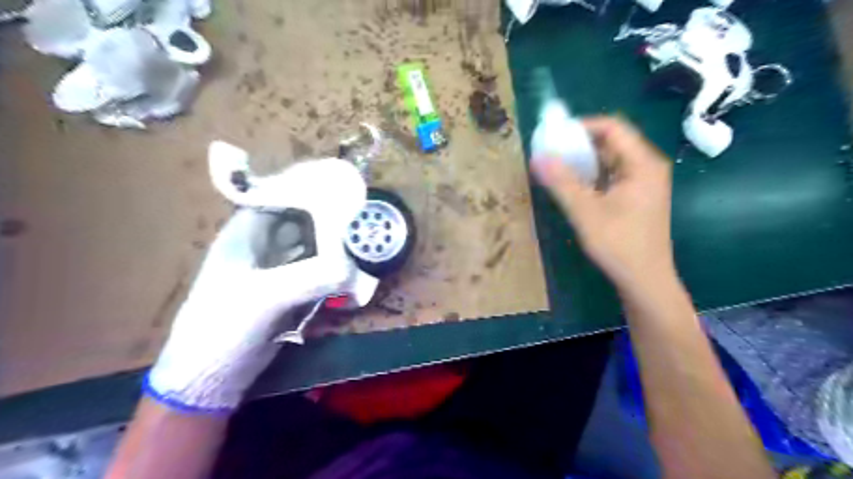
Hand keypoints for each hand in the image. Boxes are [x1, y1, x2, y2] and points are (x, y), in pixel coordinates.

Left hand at [144, 159, 363, 413]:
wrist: (210, 378)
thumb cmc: (222, 328)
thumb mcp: (264, 298)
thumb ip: (309, 278)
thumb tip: (353, 268)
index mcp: (244, 235)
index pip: (278, 198)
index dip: (306, 189)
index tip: (338, 186)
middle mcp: (260, 246)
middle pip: (299, 220)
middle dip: (326, 216)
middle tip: (358, 213)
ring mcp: (275, 269)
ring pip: (309, 245)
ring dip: (332, 242)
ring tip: (360, 236)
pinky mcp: (287, 290)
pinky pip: (313, 269)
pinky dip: (331, 266)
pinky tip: (350, 266)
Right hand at [531, 116, 676, 290]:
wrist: (645, 281)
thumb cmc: (619, 245)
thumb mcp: (586, 212)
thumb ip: (562, 182)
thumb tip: (537, 157)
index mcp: (642, 163)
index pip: (612, 127)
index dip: (582, 127)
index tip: (555, 137)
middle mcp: (647, 167)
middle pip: (612, 142)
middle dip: (579, 145)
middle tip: (551, 153)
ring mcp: (644, 183)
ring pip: (610, 160)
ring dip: (584, 161)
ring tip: (557, 168)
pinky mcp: (637, 197)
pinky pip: (612, 176)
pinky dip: (592, 176)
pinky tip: (573, 186)